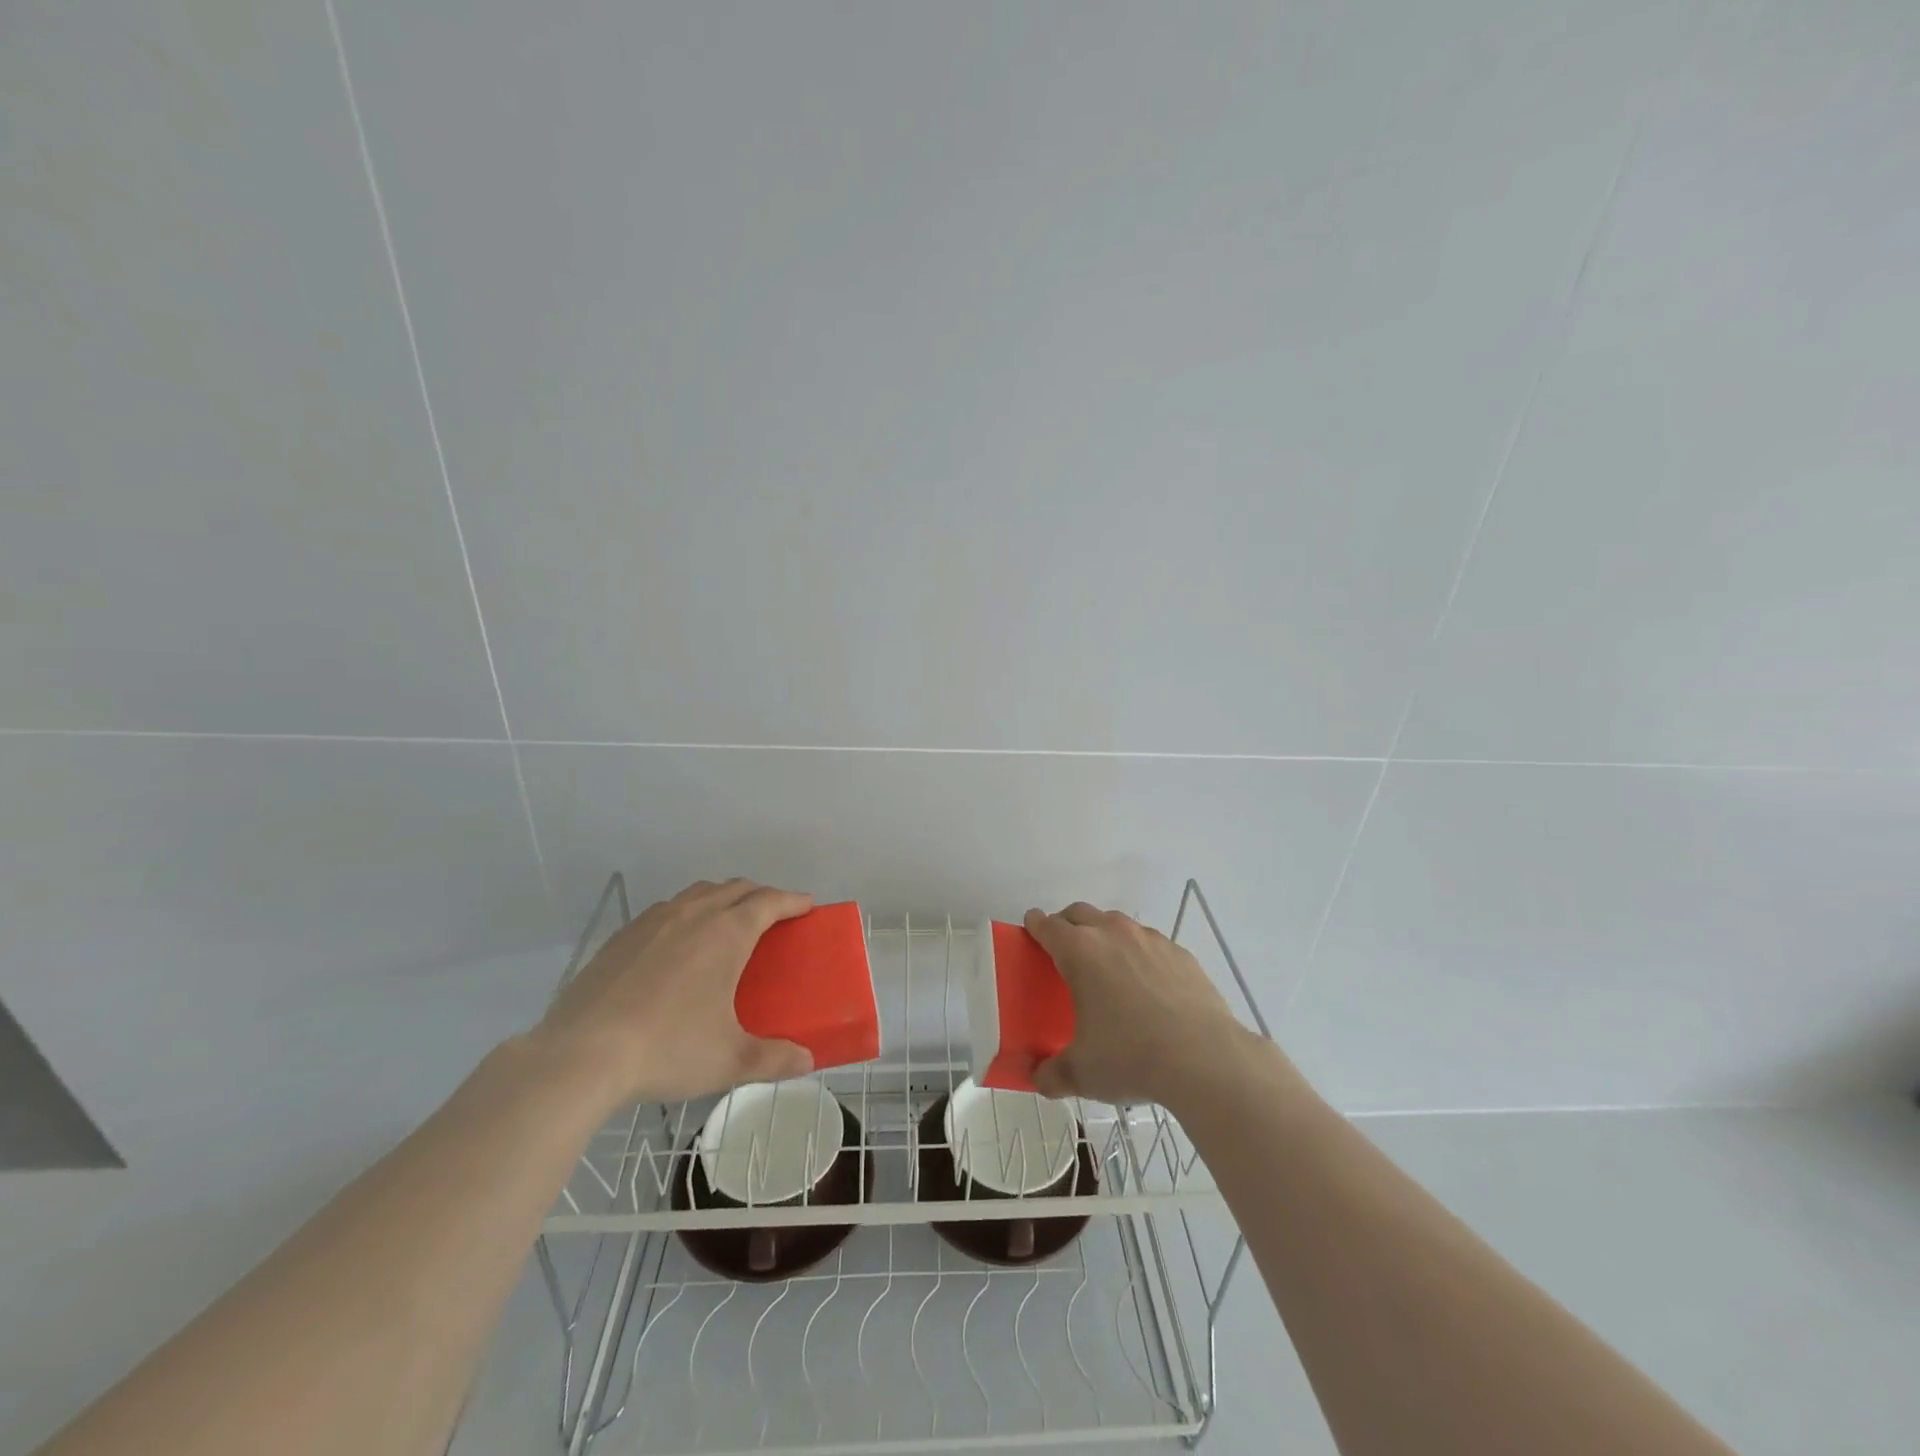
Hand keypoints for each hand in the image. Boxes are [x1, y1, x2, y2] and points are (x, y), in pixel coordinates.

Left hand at [534, 879, 814, 1111]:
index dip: (792, 900)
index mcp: (726, 934)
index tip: (807, 906)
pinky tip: (677, 944)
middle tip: (773, 916)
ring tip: (727, 923)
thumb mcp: (728, 1061)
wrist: (580, 1055)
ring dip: (722, 898)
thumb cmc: (667, 1050)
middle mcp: (693, 915)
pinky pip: (666, 909)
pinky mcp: (622, 936)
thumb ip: (773, 1059)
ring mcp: (653, 921)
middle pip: (736, 888)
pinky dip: (686, 913)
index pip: (769, 901)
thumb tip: (806, 1061)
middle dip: (761, 895)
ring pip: (699, 893)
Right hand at [1023, 902, 1258, 1107]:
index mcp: (1080, 952)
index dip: (1036, 925)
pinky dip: (1140, 955)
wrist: (1204, 1058)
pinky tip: (1147, 985)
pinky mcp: (1181, 954)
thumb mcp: (1082, 1073)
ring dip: (1105, 935)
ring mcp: (1150, 940)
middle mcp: (1113, 934)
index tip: (1031, 927)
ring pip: (1118, 924)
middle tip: (1063, 948)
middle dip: (1067, 924)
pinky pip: (1150, 944)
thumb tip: (1038, 1079)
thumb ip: (1052, 1073)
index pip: (1048, 926)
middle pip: (1081, 913)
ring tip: (1106, 968)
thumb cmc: (1130, 1057)